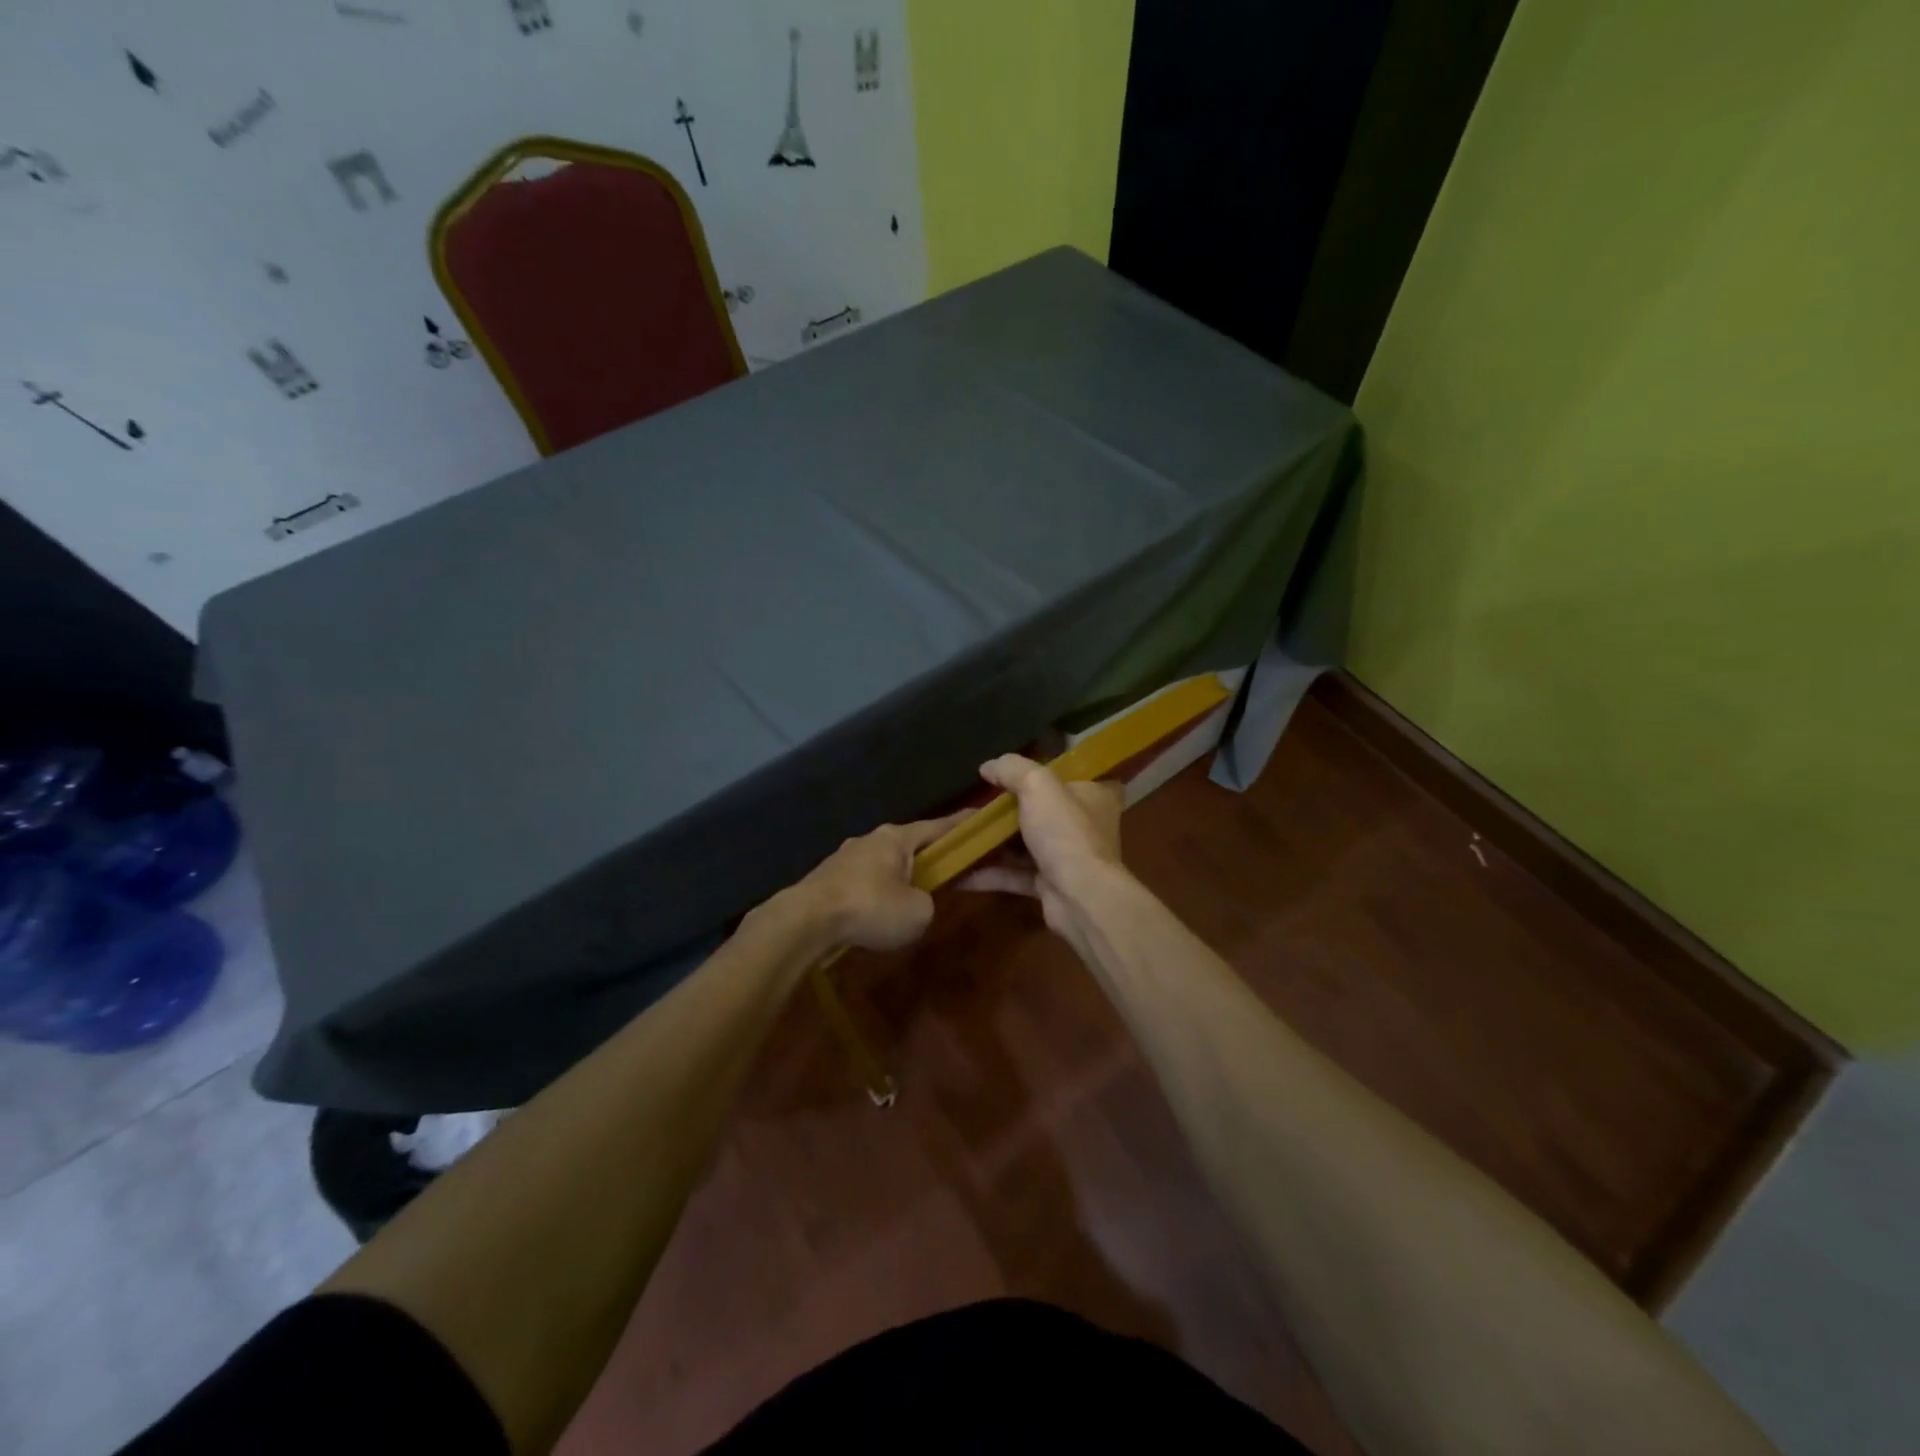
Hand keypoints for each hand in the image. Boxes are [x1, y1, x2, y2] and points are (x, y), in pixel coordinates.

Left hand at [798, 812, 969, 951]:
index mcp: (897, 837)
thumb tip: (916, 901)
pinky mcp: (826, 878)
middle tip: (945, 869)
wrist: (806, 920)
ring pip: (882, 863)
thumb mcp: (918, 912)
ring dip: (897, 877)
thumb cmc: (871, 907)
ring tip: (907, 899)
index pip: (939, 826)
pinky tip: (875, 912)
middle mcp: (870, 839)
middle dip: (927, 855)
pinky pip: (861, 881)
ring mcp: (844, 857)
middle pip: (909, 844)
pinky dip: (874, 892)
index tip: (979, 820)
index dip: (962, 826)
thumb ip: (927, 902)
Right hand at [961, 755, 1125, 934]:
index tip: (1013, 771)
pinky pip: (1014, 874)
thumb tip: (987, 766)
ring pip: (1023, 844)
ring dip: (992, 842)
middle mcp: (1083, 825)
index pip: (1072, 775)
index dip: (1044, 771)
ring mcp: (1066, 857)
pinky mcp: (1049, 885)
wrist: (1081, 899)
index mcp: (1093, 795)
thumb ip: (1012, 769)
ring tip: (957, 834)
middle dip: (1006, 809)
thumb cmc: (1066, 832)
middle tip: (974, 803)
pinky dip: (988, 872)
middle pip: (1041, 809)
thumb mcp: (1037, 785)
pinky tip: (957, 869)